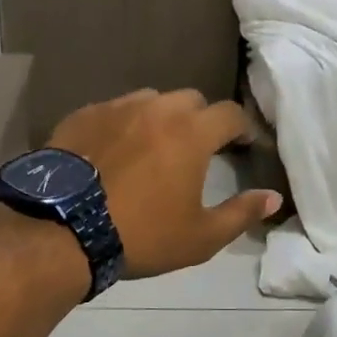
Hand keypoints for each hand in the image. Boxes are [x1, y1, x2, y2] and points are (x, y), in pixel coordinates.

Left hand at [50, 89, 281, 279]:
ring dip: (161, 118)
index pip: (230, 114)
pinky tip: (115, 150)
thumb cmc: (142, 235)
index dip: (242, 128)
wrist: (62, 230)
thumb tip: (273, 197)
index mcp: (192, 132)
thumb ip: (242, 213)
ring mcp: (117, 108)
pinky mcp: (83, 115)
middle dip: (201, 119)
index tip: (243, 144)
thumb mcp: (201, 236)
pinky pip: (114, 110)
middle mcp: (157, 109)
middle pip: (191, 100)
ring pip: (151, 100)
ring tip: (154, 146)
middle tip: (197, 148)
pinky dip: (124, 124)